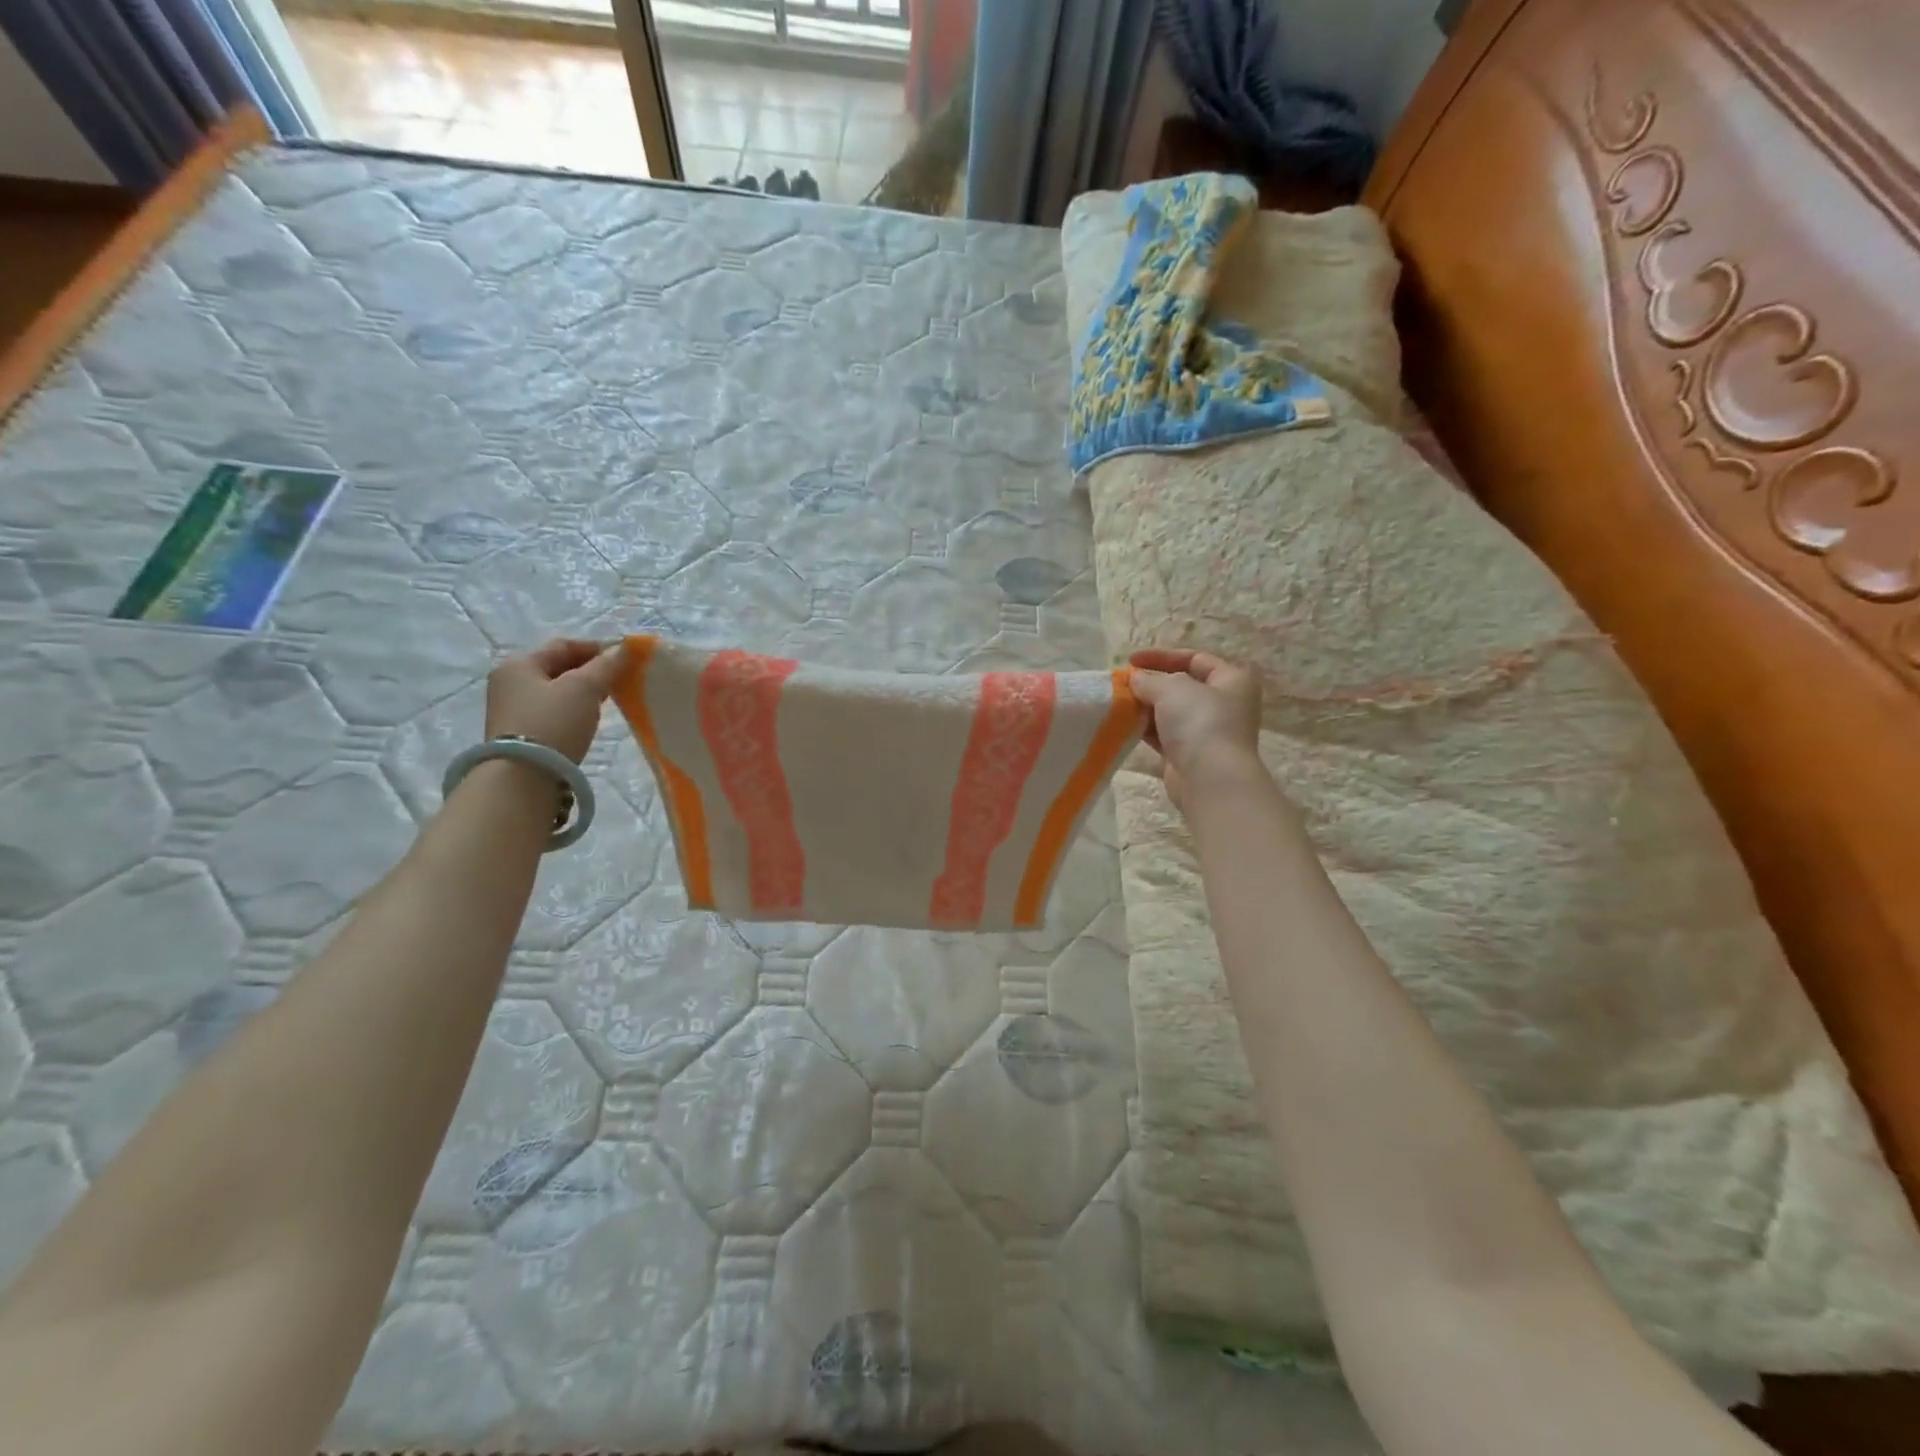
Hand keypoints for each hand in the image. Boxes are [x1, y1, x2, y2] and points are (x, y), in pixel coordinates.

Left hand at [485, 638, 627, 763]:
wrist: (523, 778)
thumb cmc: (553, 723)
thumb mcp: (585, 688)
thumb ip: (607, 666)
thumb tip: (626, 648)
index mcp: (519, 664)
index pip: (563, 646)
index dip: (596, 648)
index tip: (625, 659)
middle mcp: (509, 683)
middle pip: (557, 668)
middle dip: (590, 671)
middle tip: (619, 681)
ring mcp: (511, 710)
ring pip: (556, 692)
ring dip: (582, 693)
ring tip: (608, 702)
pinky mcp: (519, 735)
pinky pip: (552, 713)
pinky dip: (572, 711)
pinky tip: (588, 721)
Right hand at [1129, 648, 1262, 812]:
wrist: (1210, 779)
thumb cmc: (1200, 722)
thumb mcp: (1172, 688)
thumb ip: (1150, 679)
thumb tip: (1135, 679)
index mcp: (1232, 680)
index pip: (1195, 659)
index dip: (1162, 656)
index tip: (1131, 661)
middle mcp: (1224, 704)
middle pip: (1182, 686)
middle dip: (1151, 683)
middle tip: (1123, 683)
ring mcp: (1207, 732)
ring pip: (1170, 712)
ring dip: (1145, 706)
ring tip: (1119, 703)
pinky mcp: (1189, 755)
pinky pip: (1163, 735)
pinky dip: (1145, 728)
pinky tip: (1124, 724)